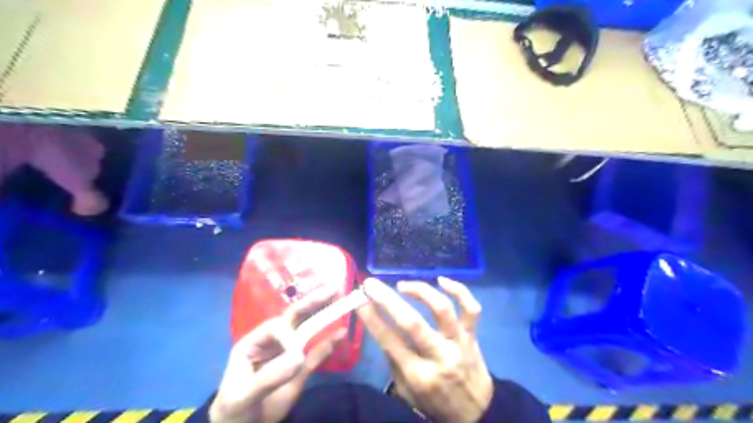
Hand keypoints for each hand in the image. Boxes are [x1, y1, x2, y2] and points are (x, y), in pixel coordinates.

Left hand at [208, 288, 342, 422]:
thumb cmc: (233, 410)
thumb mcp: (243, 395)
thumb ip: (269, 376)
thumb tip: (299, 356)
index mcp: (255, 342)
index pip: (276, 327)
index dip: (289, 334)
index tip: (296, 355)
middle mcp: (274, 342)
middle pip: (295, 319)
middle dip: (312, 303)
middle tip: (332, 290)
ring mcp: (289, 354)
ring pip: (308, 331)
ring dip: (323, 316)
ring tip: (339, 301)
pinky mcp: (301, 368)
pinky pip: (317, 353)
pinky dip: (330, 343)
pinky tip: (342, 333)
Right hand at [359, 278, 494, 422]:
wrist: (477, 413)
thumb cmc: (435, 401)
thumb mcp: (406, 391)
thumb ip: (394, 360)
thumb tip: (380, 325)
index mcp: (419, 375)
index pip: (390, 341)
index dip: (372, 318)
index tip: (360, 300)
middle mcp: (439, 356)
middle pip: (412, 323)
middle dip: (388, 300)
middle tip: (372, 285)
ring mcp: (459, 343)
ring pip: (442, 309)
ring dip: (420, 291)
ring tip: (403, 285)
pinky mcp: (473, 335)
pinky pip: (471, 308)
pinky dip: (459, 290)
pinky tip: (442, 280)